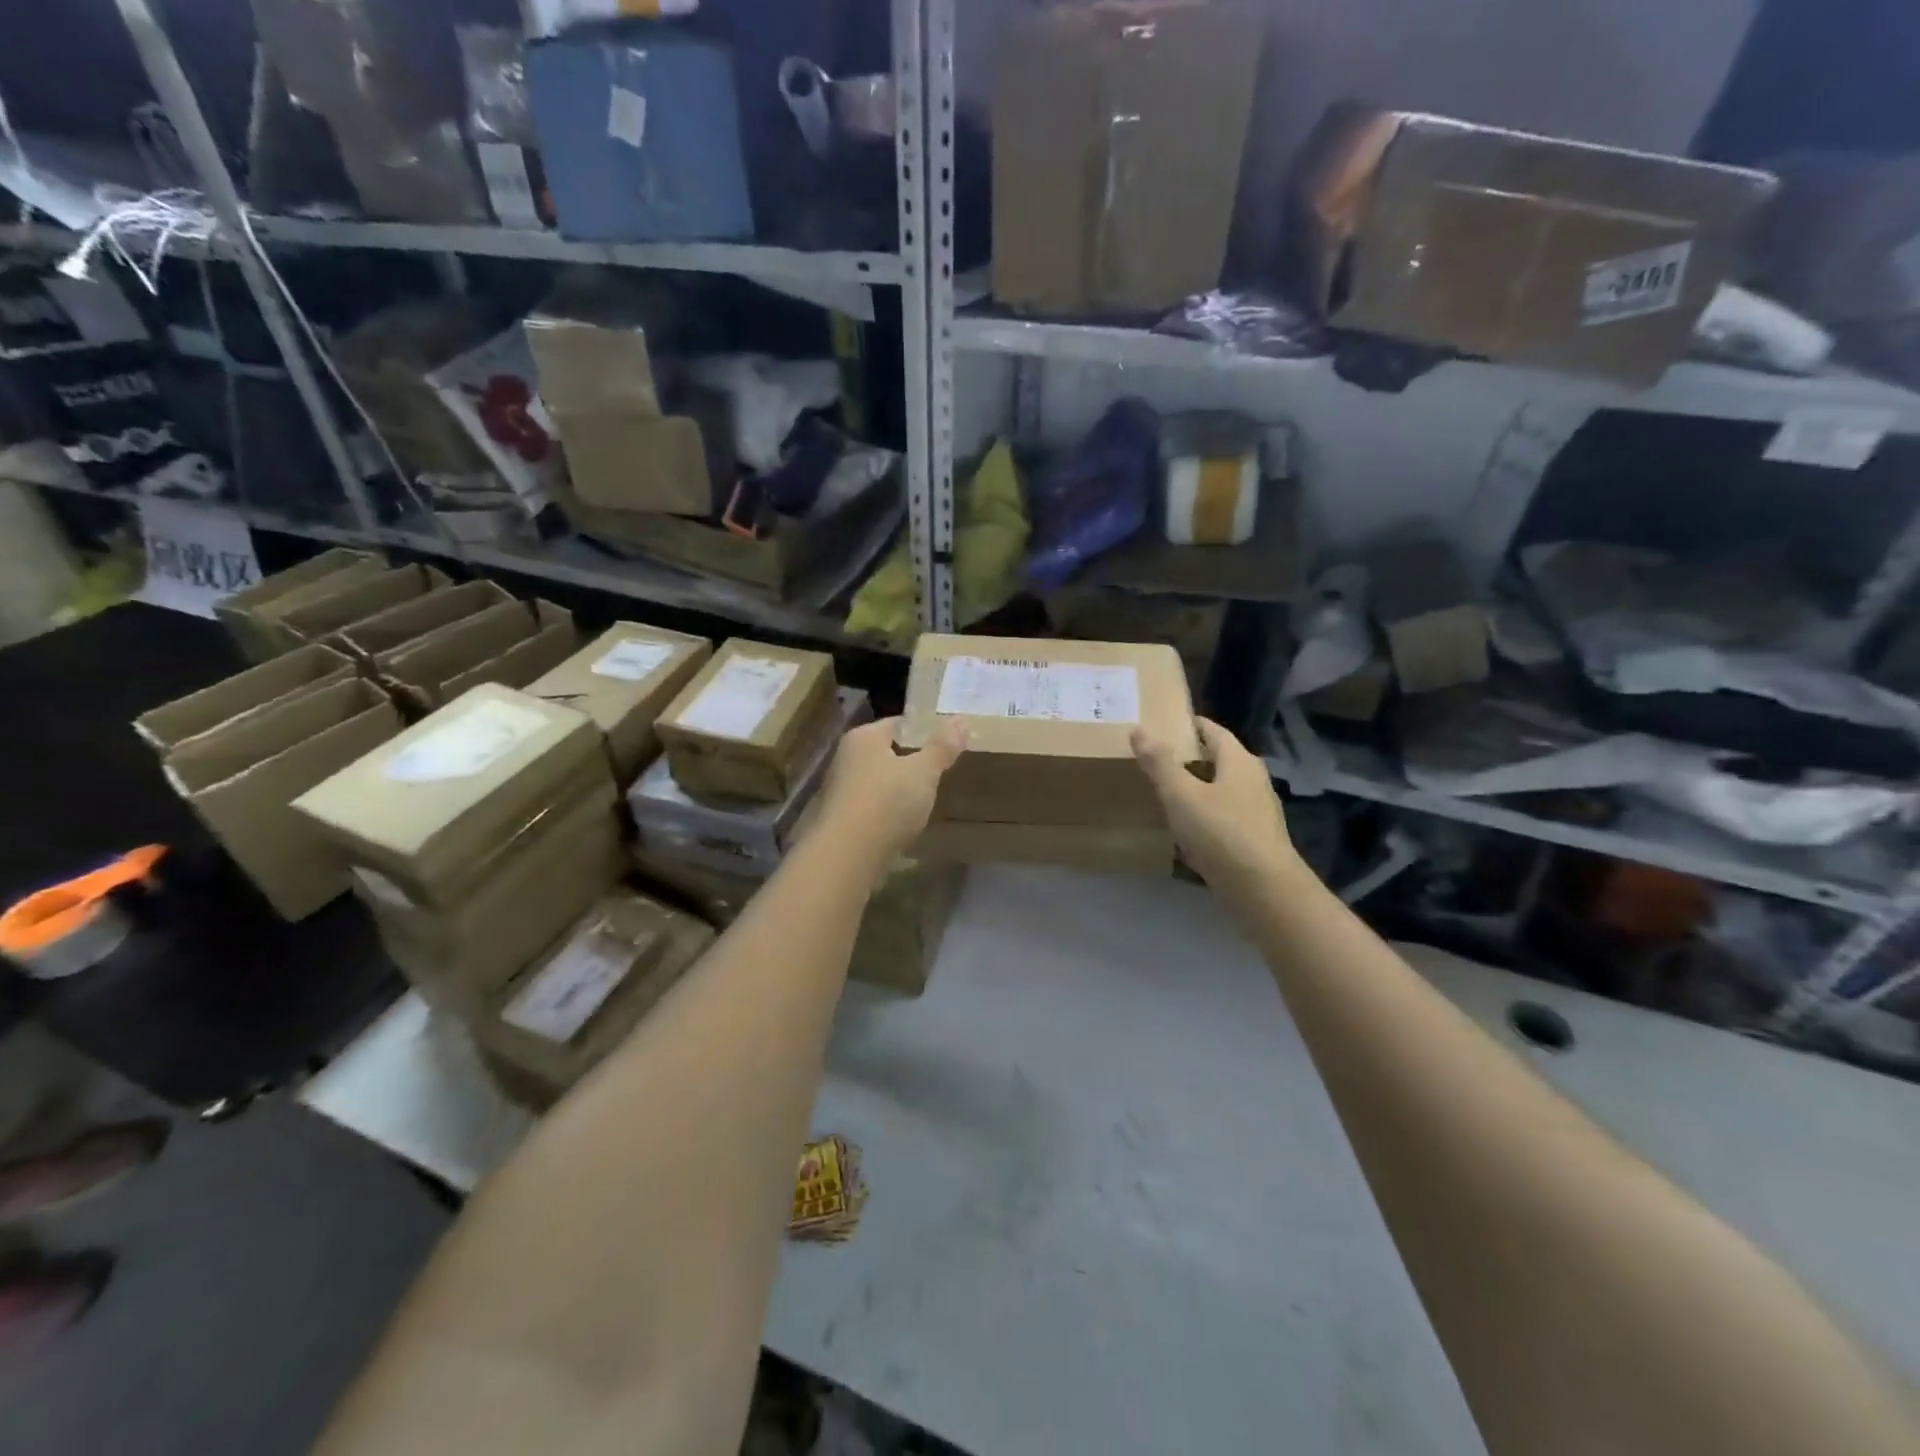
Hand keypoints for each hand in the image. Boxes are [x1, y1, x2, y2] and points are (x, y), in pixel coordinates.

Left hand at [816, 717, 968, 863]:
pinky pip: (873, 806)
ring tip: (928, 798)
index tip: (948, 743)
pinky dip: (889, 811)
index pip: (899, 724)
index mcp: (864, 737)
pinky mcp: (842, 819)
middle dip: (913, 761)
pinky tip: (906, 822)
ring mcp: (840, 789)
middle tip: (942, 771)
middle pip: (887, 752)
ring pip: (879, 780)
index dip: (925, 731)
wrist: (848, 855)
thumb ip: (943, 747)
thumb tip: (961, 720)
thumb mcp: (924, 771)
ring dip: (900, 788)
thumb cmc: (888, 802)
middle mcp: (847, 757)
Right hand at [1132, 718, 1294, 899]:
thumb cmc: (1220, 832)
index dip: (1190, 725)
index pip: (1213, 731)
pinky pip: (1225, 815)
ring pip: (1223, 788)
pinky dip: (1205, 813)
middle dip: (1191, 757)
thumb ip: (1159, 763)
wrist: (1263, 889)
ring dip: (1198, 787)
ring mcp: (1258, 811)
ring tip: (1167, 792)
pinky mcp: (1256, 838)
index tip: (1164, 725)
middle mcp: (1254, 780)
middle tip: (1158, 759)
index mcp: (1239, 761)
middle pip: (1220, 759)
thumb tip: (1138, 729)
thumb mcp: (1181, 794)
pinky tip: (1188, 828)